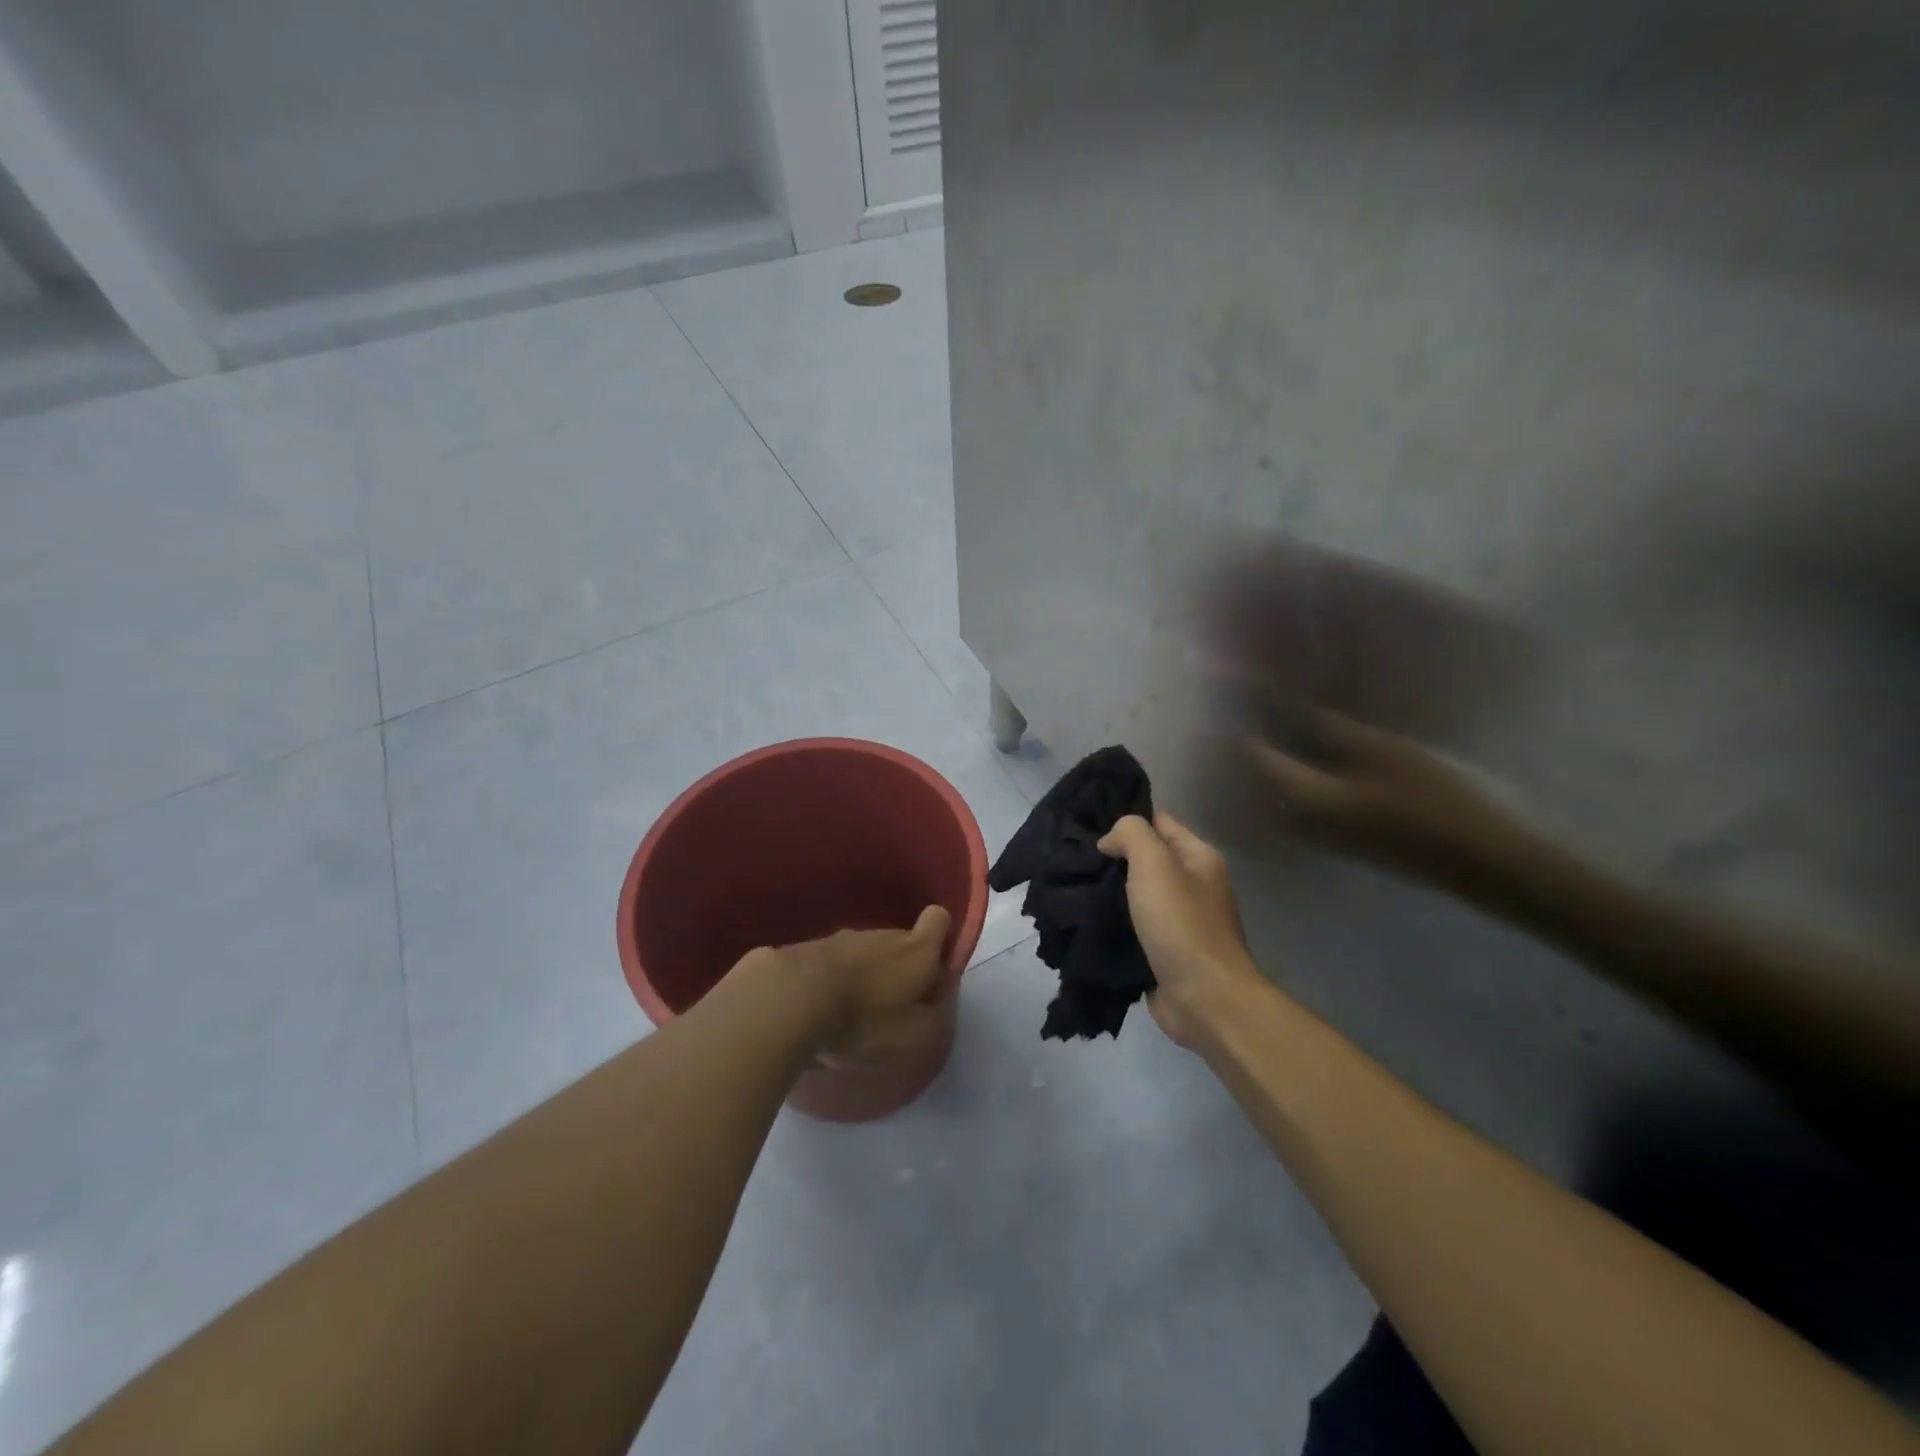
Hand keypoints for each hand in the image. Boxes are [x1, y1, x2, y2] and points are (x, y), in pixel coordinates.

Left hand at [772, 905, 953, 1067]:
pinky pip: (834, 962)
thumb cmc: (863, 1020)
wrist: (789, 1000)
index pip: (939, 918)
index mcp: (916, 950)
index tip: (934, 972)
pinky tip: (822, 1010)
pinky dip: (835, 981)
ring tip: (852, 1013)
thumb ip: (936, 1014)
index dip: (942, 939)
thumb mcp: (914, 1035)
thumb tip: (938, 996)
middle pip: (902, 940)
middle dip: (902, 968)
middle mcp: (884, 935)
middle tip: (893, 1007)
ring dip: (867, 975)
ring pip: (867, 951)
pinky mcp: (810, 947)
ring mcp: (844, 938)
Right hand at [1097, 814, 1261, 1047]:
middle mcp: (1195, 886)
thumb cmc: (1181, 923)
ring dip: (1110, 895)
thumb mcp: (1154, 863)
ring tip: (1074, 890)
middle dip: (1114, 859)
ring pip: (1138, 896)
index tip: (1090, 831)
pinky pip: (1135, 929)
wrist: (1204, 998)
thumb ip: (1131, 835)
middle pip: (1148, 860)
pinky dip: (1114, 926)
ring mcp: (1182, 922)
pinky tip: (1086, 923)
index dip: (1127, 823)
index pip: (1160, 823)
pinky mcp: (1166, 953)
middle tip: (1077, 862)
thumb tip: (1110, 841)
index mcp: (1200, 858)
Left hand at [1247, 710, 1530, 885]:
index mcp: (1308, 798)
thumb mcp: (1386, 754)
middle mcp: (1306, 823)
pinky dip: (1295, 792)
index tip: (1237, 711)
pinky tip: (1308, 772)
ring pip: (1281, 805)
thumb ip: (1339, 733)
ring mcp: (1326, 839)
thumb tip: (1304, 713)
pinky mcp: (1346, 845)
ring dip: (1271, 780)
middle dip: (1250, 763)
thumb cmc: (1432, 801)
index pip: (1263, 761)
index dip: (1249, 735)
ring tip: (1269, 746)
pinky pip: (1302, 815)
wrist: (1479, 861)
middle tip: (1243, 730)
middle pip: (1262, 790)